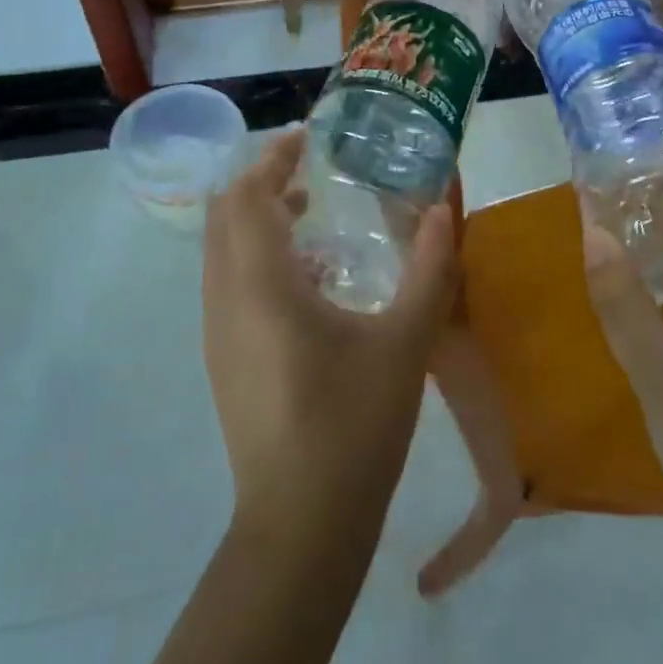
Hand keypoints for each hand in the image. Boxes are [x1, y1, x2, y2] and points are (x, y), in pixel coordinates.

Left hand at [202, 129, 458, 562]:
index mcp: (261, 286)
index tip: (310, 139)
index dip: (273, 157)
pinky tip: (311, 280)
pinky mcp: (224, 360)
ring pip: (222, 251)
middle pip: (225, 216)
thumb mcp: (406, 341)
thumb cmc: (354, 424)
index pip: (246, 195)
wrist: (301, 525)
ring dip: (258, 220)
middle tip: (312, 169)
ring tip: (313, 212)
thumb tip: (444, 209)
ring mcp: (218, 334)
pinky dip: (258, 257)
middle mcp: (226, 300)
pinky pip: (229, 284)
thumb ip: (430, 268)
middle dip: (261, 181)